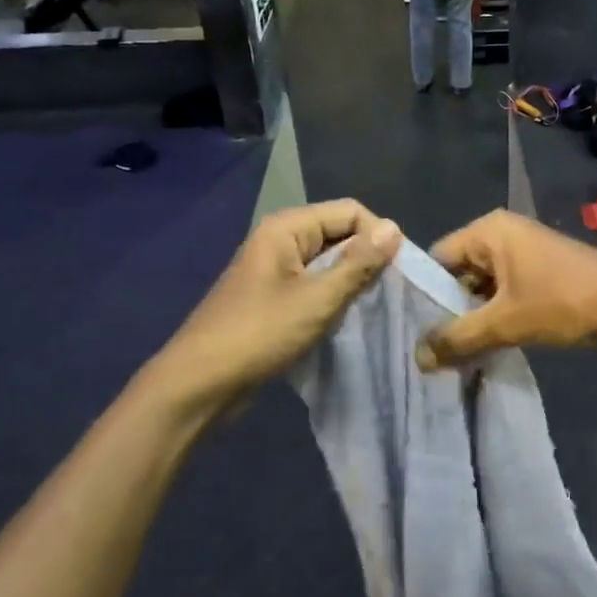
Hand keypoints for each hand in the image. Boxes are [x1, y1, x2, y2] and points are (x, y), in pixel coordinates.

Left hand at [131, 200, 400, 412]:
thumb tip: (394, 228)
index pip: (350, 211)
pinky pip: (315, 284)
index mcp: (287, 228)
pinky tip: (344, 319)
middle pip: (339, 233)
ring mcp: (275, 270)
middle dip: (365, 259)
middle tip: (387, 293)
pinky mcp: (274, 297)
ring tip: (369, 307)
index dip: (377, 236)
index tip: (397, 272)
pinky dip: (333, 297)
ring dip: (350, 281)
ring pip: (329, 262)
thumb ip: (358, 263)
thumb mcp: (317, 298)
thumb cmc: (259, 334)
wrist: (199, 385)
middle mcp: (280, 240)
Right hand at [419, 211, 596, 368]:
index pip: (437, 259)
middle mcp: (503, 231)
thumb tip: (417, 358)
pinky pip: (504, 289)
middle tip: (433, 348)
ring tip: (456, 352)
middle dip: (450, 309)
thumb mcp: (506, 323)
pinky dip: (495, 312)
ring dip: (473, 315)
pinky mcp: (540, 268)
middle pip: (459, 272)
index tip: (413, 331)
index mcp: (489, 230)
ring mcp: (524, 249)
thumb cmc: (563, 303)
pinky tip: (487, 343)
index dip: (425, 295)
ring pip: (483, 284)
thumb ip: (458, 338)